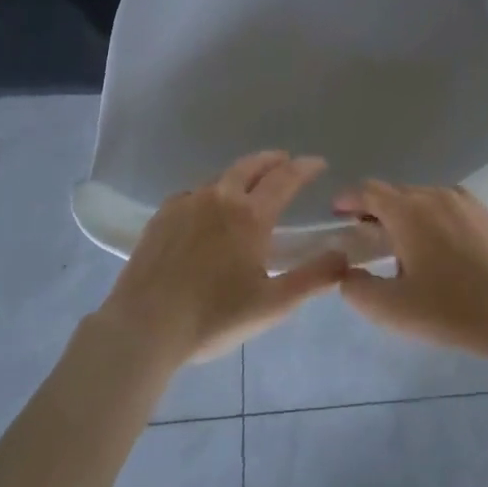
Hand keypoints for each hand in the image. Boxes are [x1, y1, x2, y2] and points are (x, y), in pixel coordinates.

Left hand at [99, 151, 348, 366]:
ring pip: (221, 178)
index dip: (304, 168)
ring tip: (250, 184)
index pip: (285, 179)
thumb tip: (343, 255)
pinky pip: (194, 194)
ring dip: (242, 174)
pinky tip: (207, 208)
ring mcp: (186, 203)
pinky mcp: (161, 217)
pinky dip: (211, 192)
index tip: (318, 163)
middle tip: (286, 161)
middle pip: (250, 166)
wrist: (144, 326)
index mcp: (250, 215)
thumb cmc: (213, 317)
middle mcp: (219, 198)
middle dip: (272, 160)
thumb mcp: (273, 305)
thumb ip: (314, 279)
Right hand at [333, 181, 487, 364]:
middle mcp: (435, 195)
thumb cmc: (451, 310)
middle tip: (366, 238)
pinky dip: (432, 219)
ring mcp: (464, 201)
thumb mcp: (393, 310)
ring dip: (405, 215)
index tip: (336, 214)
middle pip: (395, 193)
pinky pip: (447, 207)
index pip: (368, 191)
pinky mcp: (486, 214)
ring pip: (423, 198)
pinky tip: (439, 251)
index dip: (348, 199)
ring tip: (403, 248)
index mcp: (409, 211)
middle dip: (375, 210)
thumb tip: (347, 274)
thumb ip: (358, 290)